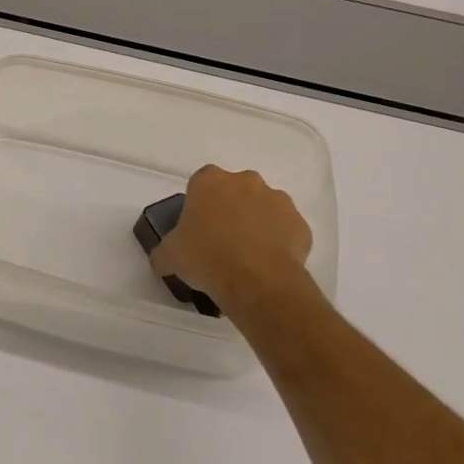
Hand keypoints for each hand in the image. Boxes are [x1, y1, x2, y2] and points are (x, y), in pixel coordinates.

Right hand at [149, 166, 314, 317]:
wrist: (257, 282)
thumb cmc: (206, 258)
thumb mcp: (169, 256)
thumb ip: (164, 251)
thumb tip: (163, 258)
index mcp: (210, 181)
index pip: (200, 182)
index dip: (198, 204)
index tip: (196, 226)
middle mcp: (246, 181)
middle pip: (235, 190)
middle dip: (229, 209)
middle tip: (219, 240)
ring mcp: (278, 200)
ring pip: (263, 207)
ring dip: (255, 222)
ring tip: (246, 255)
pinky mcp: (300, 224)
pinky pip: (284, 229)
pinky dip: (277, 241)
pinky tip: (265, 263)